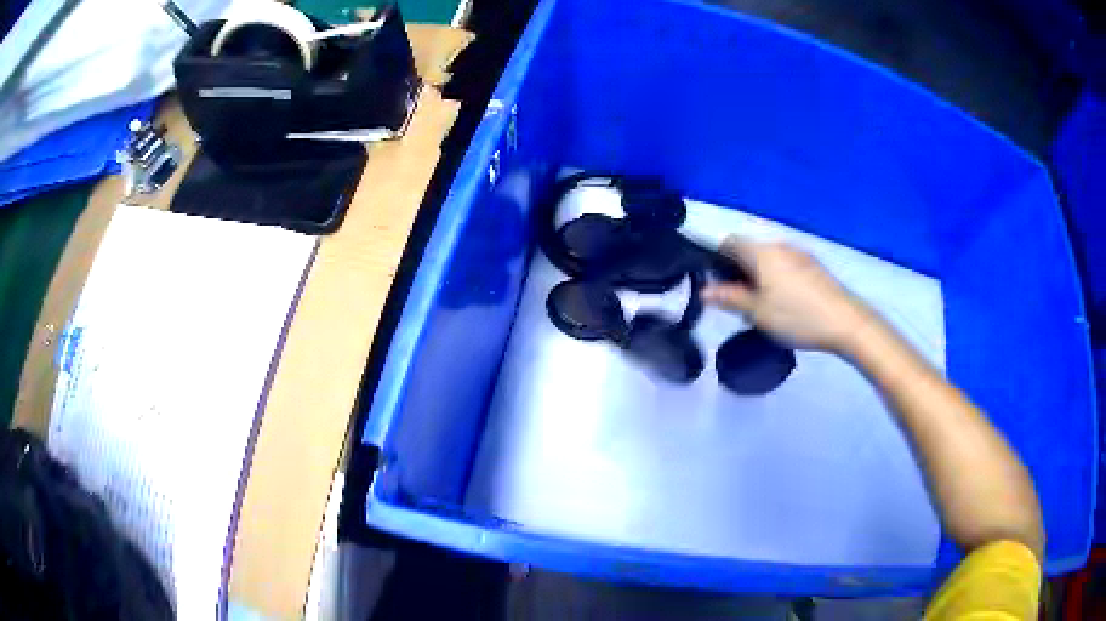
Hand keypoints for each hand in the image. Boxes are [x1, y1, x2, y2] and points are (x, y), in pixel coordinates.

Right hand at [701, 236, 873, 351]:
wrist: (846, 322)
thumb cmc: (797, 316)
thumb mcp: (758, 312)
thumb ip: (729, 298)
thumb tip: (704, 291)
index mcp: (761, 252)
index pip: (729, 242)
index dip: (716, 259)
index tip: (716, 284)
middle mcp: (779, 245)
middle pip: (749, 250)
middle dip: (739, 271)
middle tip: (739, 303)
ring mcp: (800, 254)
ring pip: (769, 259)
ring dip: (759, 276)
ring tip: (763, 306)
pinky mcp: (814, 266)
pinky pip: (786, 265)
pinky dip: (778, 278)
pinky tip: (786, 303)